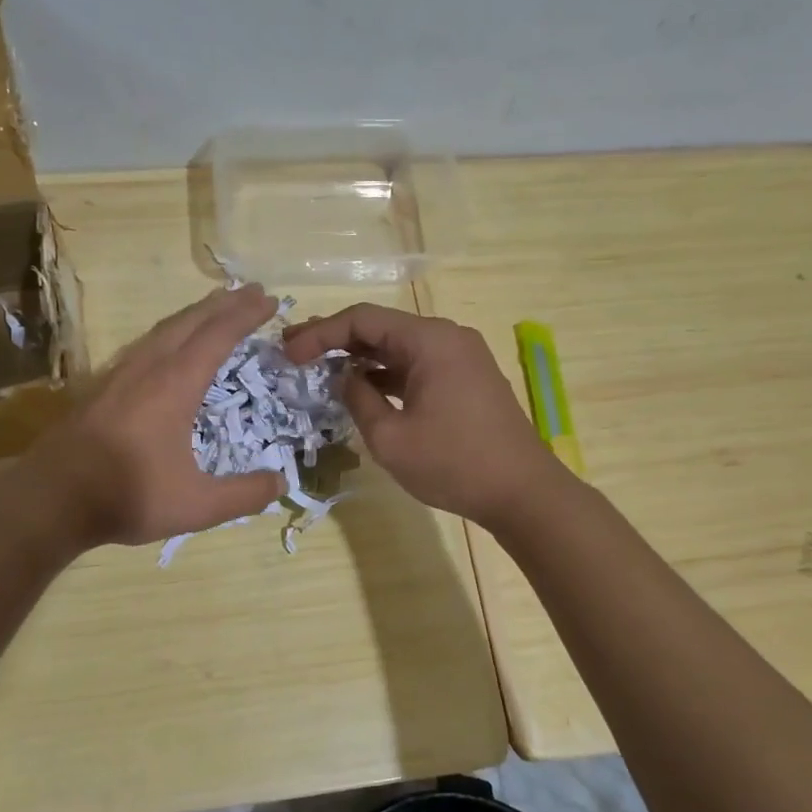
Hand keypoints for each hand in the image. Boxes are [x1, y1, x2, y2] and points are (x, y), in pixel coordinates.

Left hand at [29, 285, 287, 547]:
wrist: (51, 499)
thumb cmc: (128, 496)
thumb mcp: (196, 505)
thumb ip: (243, 495)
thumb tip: (280, 484)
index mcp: (174, 386)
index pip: (217, 337)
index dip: (244, 315)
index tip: (268, 299)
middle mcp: (147, 369)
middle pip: (189, 322)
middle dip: (223, 304)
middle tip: (251, 291)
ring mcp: (119, 375)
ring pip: (162, 330)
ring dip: (193, 314)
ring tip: (214, 308)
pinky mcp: (99, 388)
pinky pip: (142, 345)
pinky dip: (167, 334)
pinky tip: (165, 346)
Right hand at [285, 304, 560, 526]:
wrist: (523, 492)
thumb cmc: (453, 464)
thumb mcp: (390, 437)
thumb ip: (358, 399)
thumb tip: (344, 378)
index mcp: (429, 341)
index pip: (362, 319)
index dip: (320, 333)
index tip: (289, 354)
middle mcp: (447, 337)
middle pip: (381, 326)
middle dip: (336, 339)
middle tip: (295, 352)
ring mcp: (461, 357)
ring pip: (398, 347)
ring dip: (360, 357)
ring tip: (319, 367)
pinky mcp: (466, 379)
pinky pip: (417, 364)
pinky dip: (386, 373)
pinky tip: (361, 386)